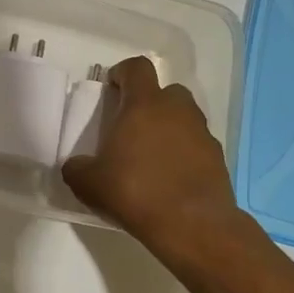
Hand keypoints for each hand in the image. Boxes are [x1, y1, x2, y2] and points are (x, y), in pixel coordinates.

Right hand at [61, 56, 248, 266]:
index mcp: (144, 105)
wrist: (192, 224)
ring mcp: (202, 133)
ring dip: (168, 128)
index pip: (137, 68)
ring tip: (151, 156)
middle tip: (132, 126)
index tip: (112, 88)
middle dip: (149, 102)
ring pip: (184, 118)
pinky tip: (170, 178)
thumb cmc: (134, 191)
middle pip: (165, 91)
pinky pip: (196, 145)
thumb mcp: (88, 183)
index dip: (123, 73)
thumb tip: (76, 166)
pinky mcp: (217, 157)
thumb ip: (77, 168)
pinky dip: (184, 153)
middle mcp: (177, 110)